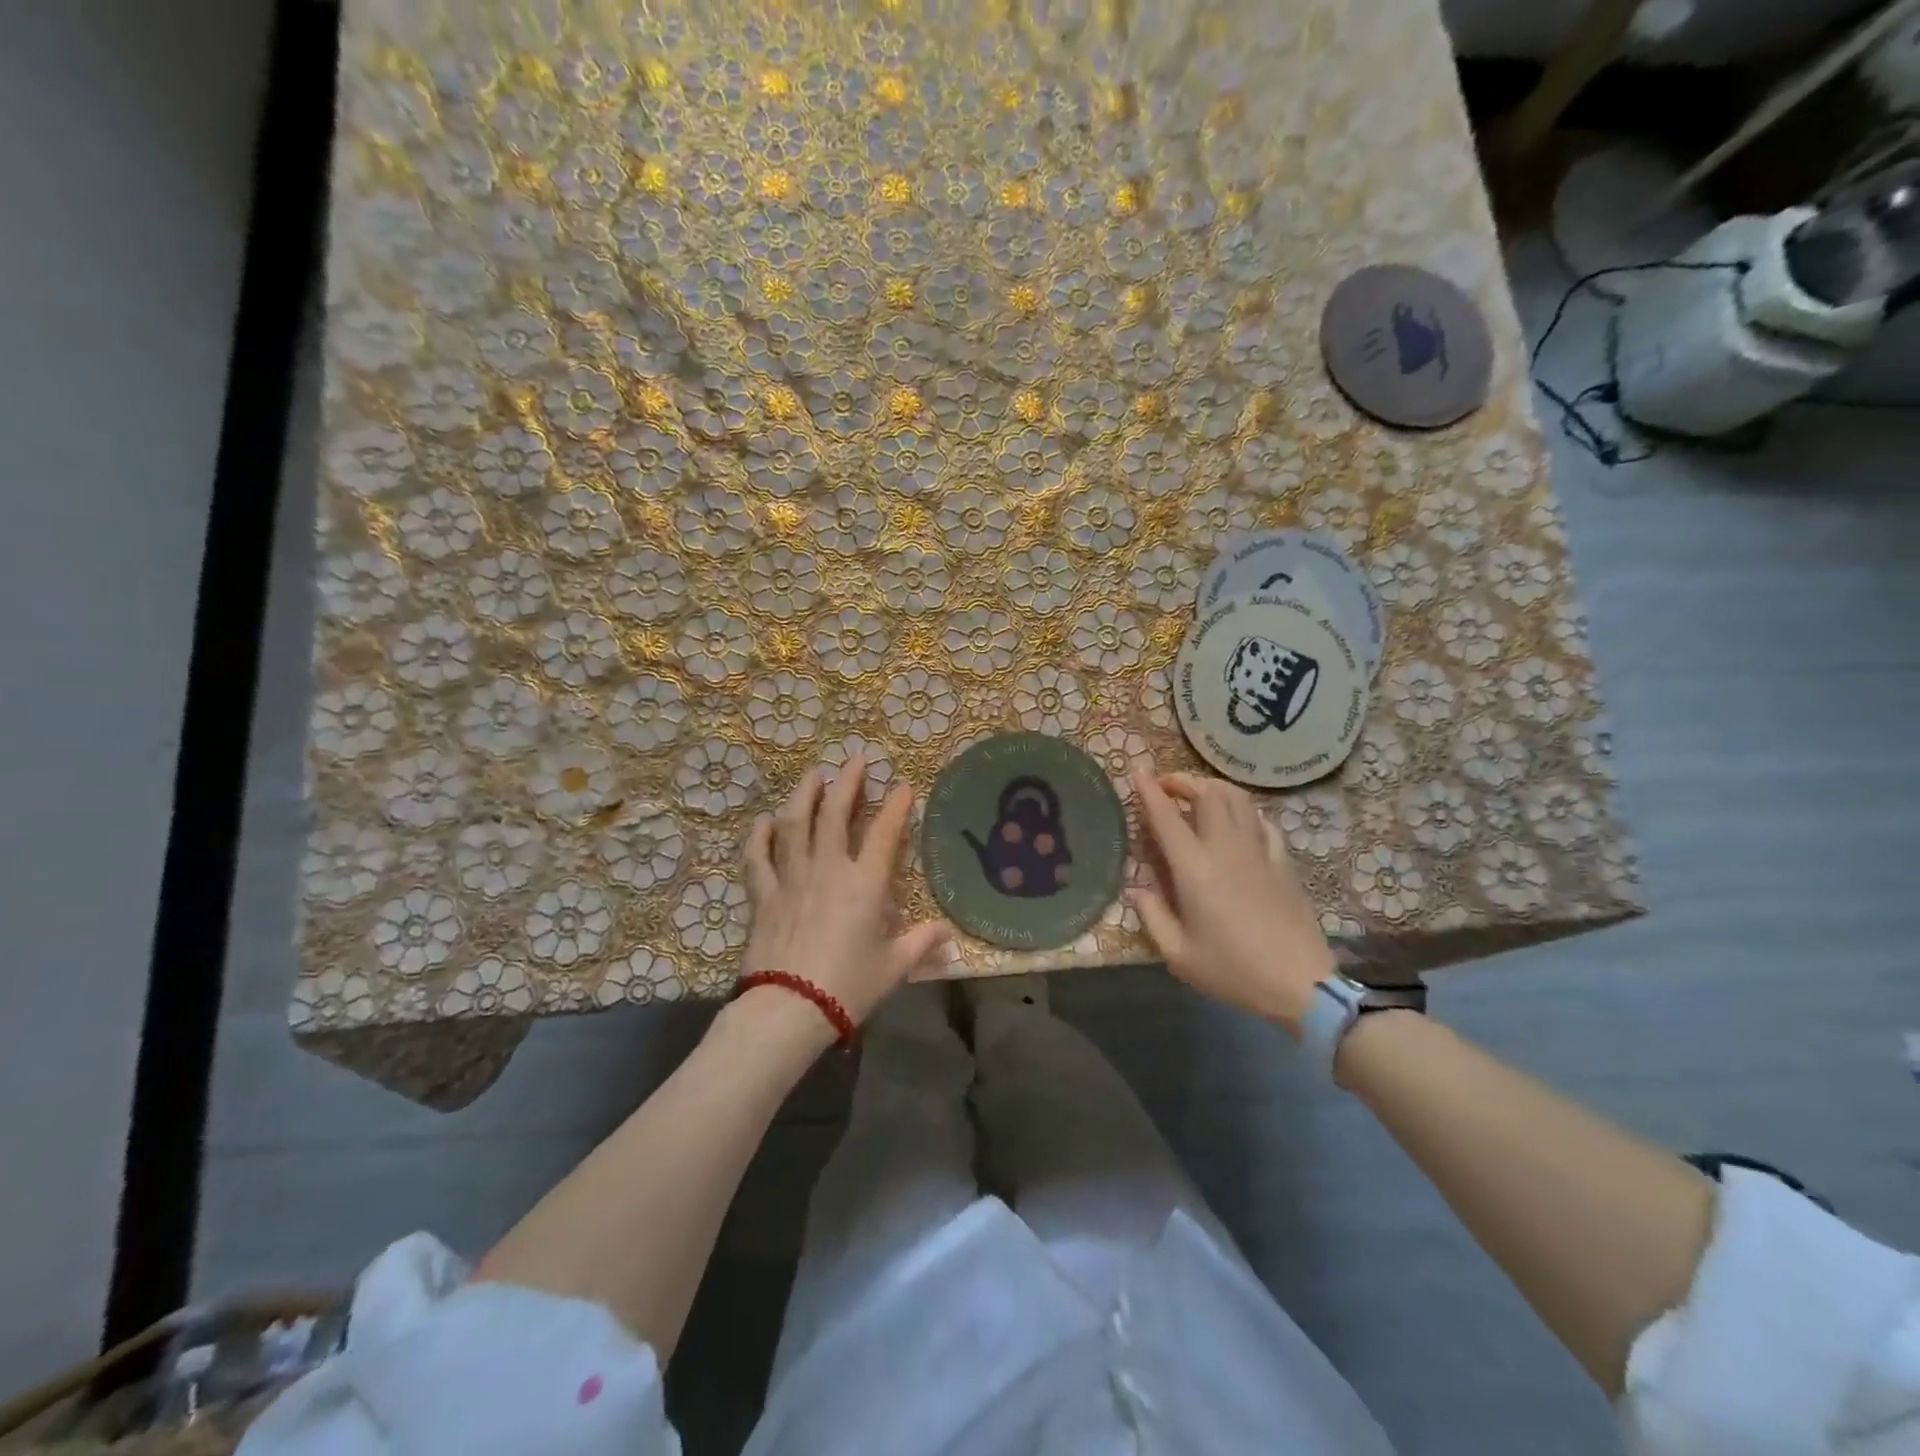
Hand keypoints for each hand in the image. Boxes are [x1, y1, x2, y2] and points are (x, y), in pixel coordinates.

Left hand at [741, 758, 948, 1030]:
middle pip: (836, 814)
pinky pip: (758, 858)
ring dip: (804, 795)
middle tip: (855, 760)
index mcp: (865, 884)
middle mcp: (828, 870)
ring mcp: (792, 879)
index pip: (885, 833)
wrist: (789, 1009)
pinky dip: (759, 837)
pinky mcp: (764, 896)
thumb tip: (946, 934)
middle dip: (847, 783)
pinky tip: (764, 821)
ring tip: (813, 775)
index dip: (896, 806)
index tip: (903, 785)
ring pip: (795, 825)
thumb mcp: (894, 967)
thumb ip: (921, 944)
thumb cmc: (848, 987)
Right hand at [1128, 760, 1335, 1036]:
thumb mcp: (1178, 954)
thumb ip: (1152, 915)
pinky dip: (1245, 812)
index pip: (1167, 817)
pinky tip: (1238, 823)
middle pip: (1209, 794)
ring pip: (1239, 799)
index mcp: (1195, 869)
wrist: (1300, 985)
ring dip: (1214, 789)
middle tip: (1168, 788)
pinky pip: (1263, 822)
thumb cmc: (1232, 970)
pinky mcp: (1283, 862)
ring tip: (1199, 797)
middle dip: (1184, 781)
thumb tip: (1136, 888)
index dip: (1149, 789)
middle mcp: (1226, 849)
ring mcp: (1259, 852)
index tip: (1137, 769)